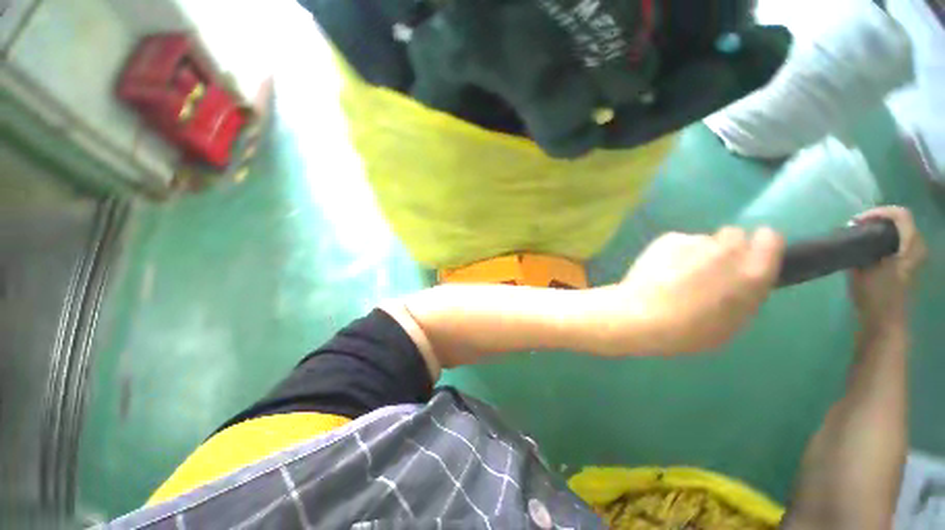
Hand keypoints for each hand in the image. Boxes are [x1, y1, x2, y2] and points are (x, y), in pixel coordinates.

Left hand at [611, 226, 784, 353]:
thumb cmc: (688, 331)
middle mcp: (728, 250)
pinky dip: (672, 252)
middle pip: (735, 235)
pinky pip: (678, 242)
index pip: (770, 238)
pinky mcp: (667, 238)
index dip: (758, 247)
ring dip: (697, 252)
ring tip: (676, 274)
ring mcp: (695, 241)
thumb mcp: (732, 323)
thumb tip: (745, 278)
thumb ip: (746, 293)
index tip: (748, 256)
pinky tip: (659, 270)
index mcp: (753, 273)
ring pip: (703, 240)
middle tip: (708, 269)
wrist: (640, 316)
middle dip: (726, 249)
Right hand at [848, 206, 925, 331]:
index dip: (879, 212)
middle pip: (901, 221)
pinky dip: (884, 239)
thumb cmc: (875, 295)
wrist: (884, 321)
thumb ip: (862, 246)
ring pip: (900, 232)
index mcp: (910, 245)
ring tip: (860, 236)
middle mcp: (916, 247)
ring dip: (881, 230)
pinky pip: (898, 242)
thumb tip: (854, 230)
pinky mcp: (907, 266)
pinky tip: (869, 248)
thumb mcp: (864, 268)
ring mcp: (914, 258)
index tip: (857, 221)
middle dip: (879, 220)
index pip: (900, 215)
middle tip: (857, 227)